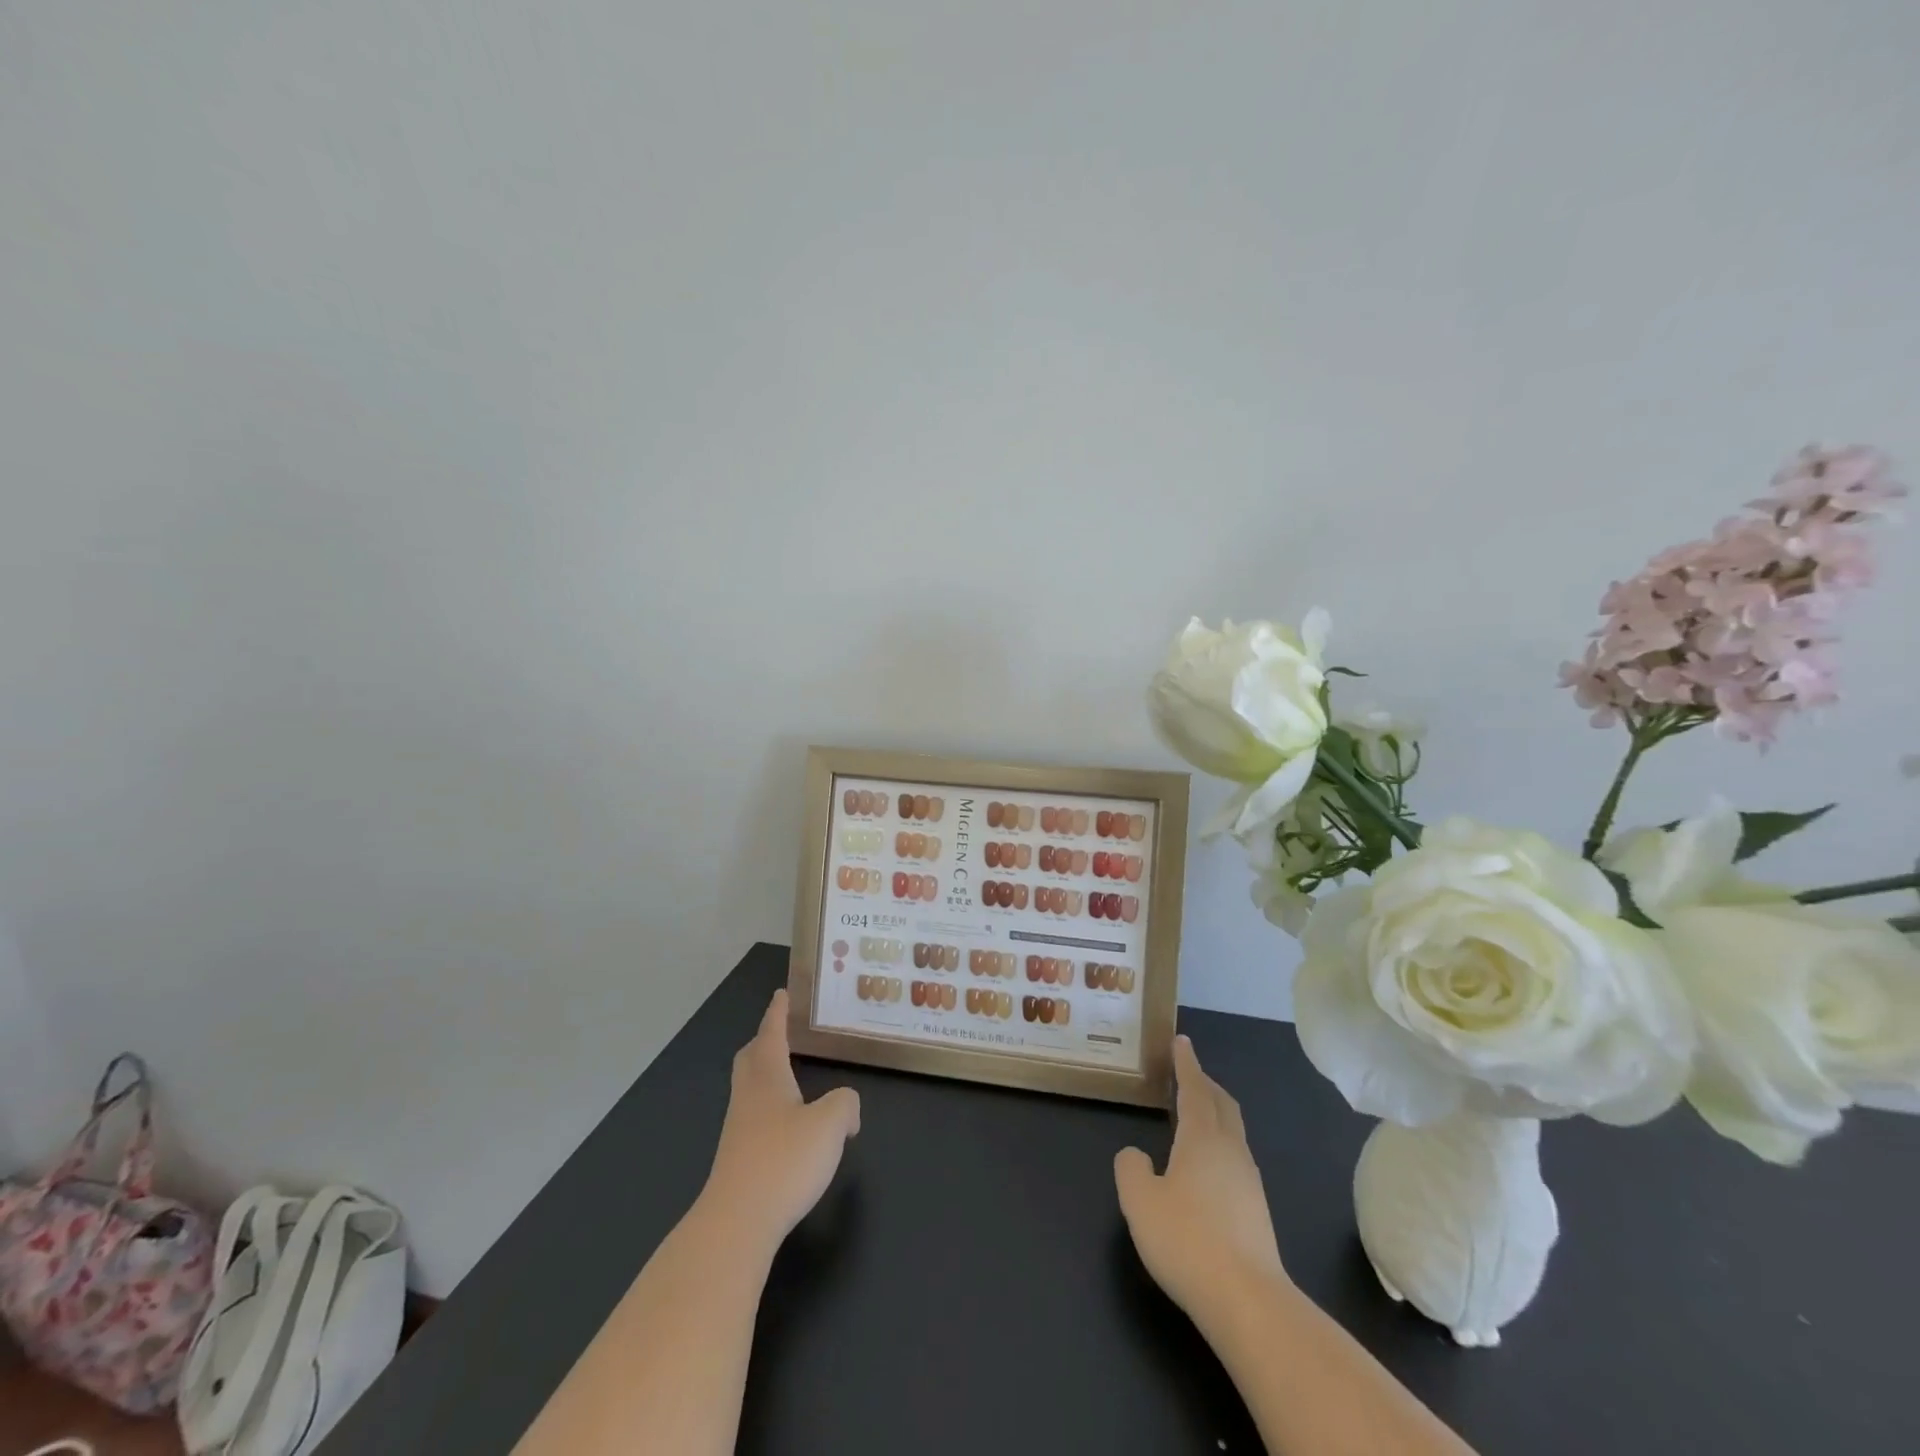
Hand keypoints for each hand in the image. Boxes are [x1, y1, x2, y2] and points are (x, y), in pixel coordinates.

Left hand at [699, 990, 860, 1255]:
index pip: (771, 1034)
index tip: (781, 993)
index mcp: (768, 1077)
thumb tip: (847, 1108)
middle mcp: (748, 1097)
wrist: (736, 1224)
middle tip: (782, 1031)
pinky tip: (788, 1125)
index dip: (778, 1013)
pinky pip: (754, 1117)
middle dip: (764, 1040)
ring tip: (790, 1075)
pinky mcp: (738, 1160)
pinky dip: (770, 1108)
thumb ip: (845, 1105)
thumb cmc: (784, 1161)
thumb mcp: (830, 1125)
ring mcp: (738, 1130)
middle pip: (751, 1058)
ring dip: (766, 1074)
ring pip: (750, 1088)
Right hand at [1115, 1035, 1287, 1324]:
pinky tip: (1206, 1167)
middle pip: (1223, 1104)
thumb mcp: (1140, 1200)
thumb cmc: (1187, 1240)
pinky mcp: (1257, 1211)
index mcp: (1202, 1138)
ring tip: (1195, 1115)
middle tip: (1188, 1072)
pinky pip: (1236, 1158)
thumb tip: (1136, 1155)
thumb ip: (1131, 1169)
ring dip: (1215, 1114)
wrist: (1248, 1301)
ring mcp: (1249, 1181)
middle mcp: (1230, 1150)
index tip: (1181, 1041)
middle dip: (1205, 1084)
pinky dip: (1220, 1144)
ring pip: (1233, 1131)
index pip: (1195, 1088)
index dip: (1186, 1063)